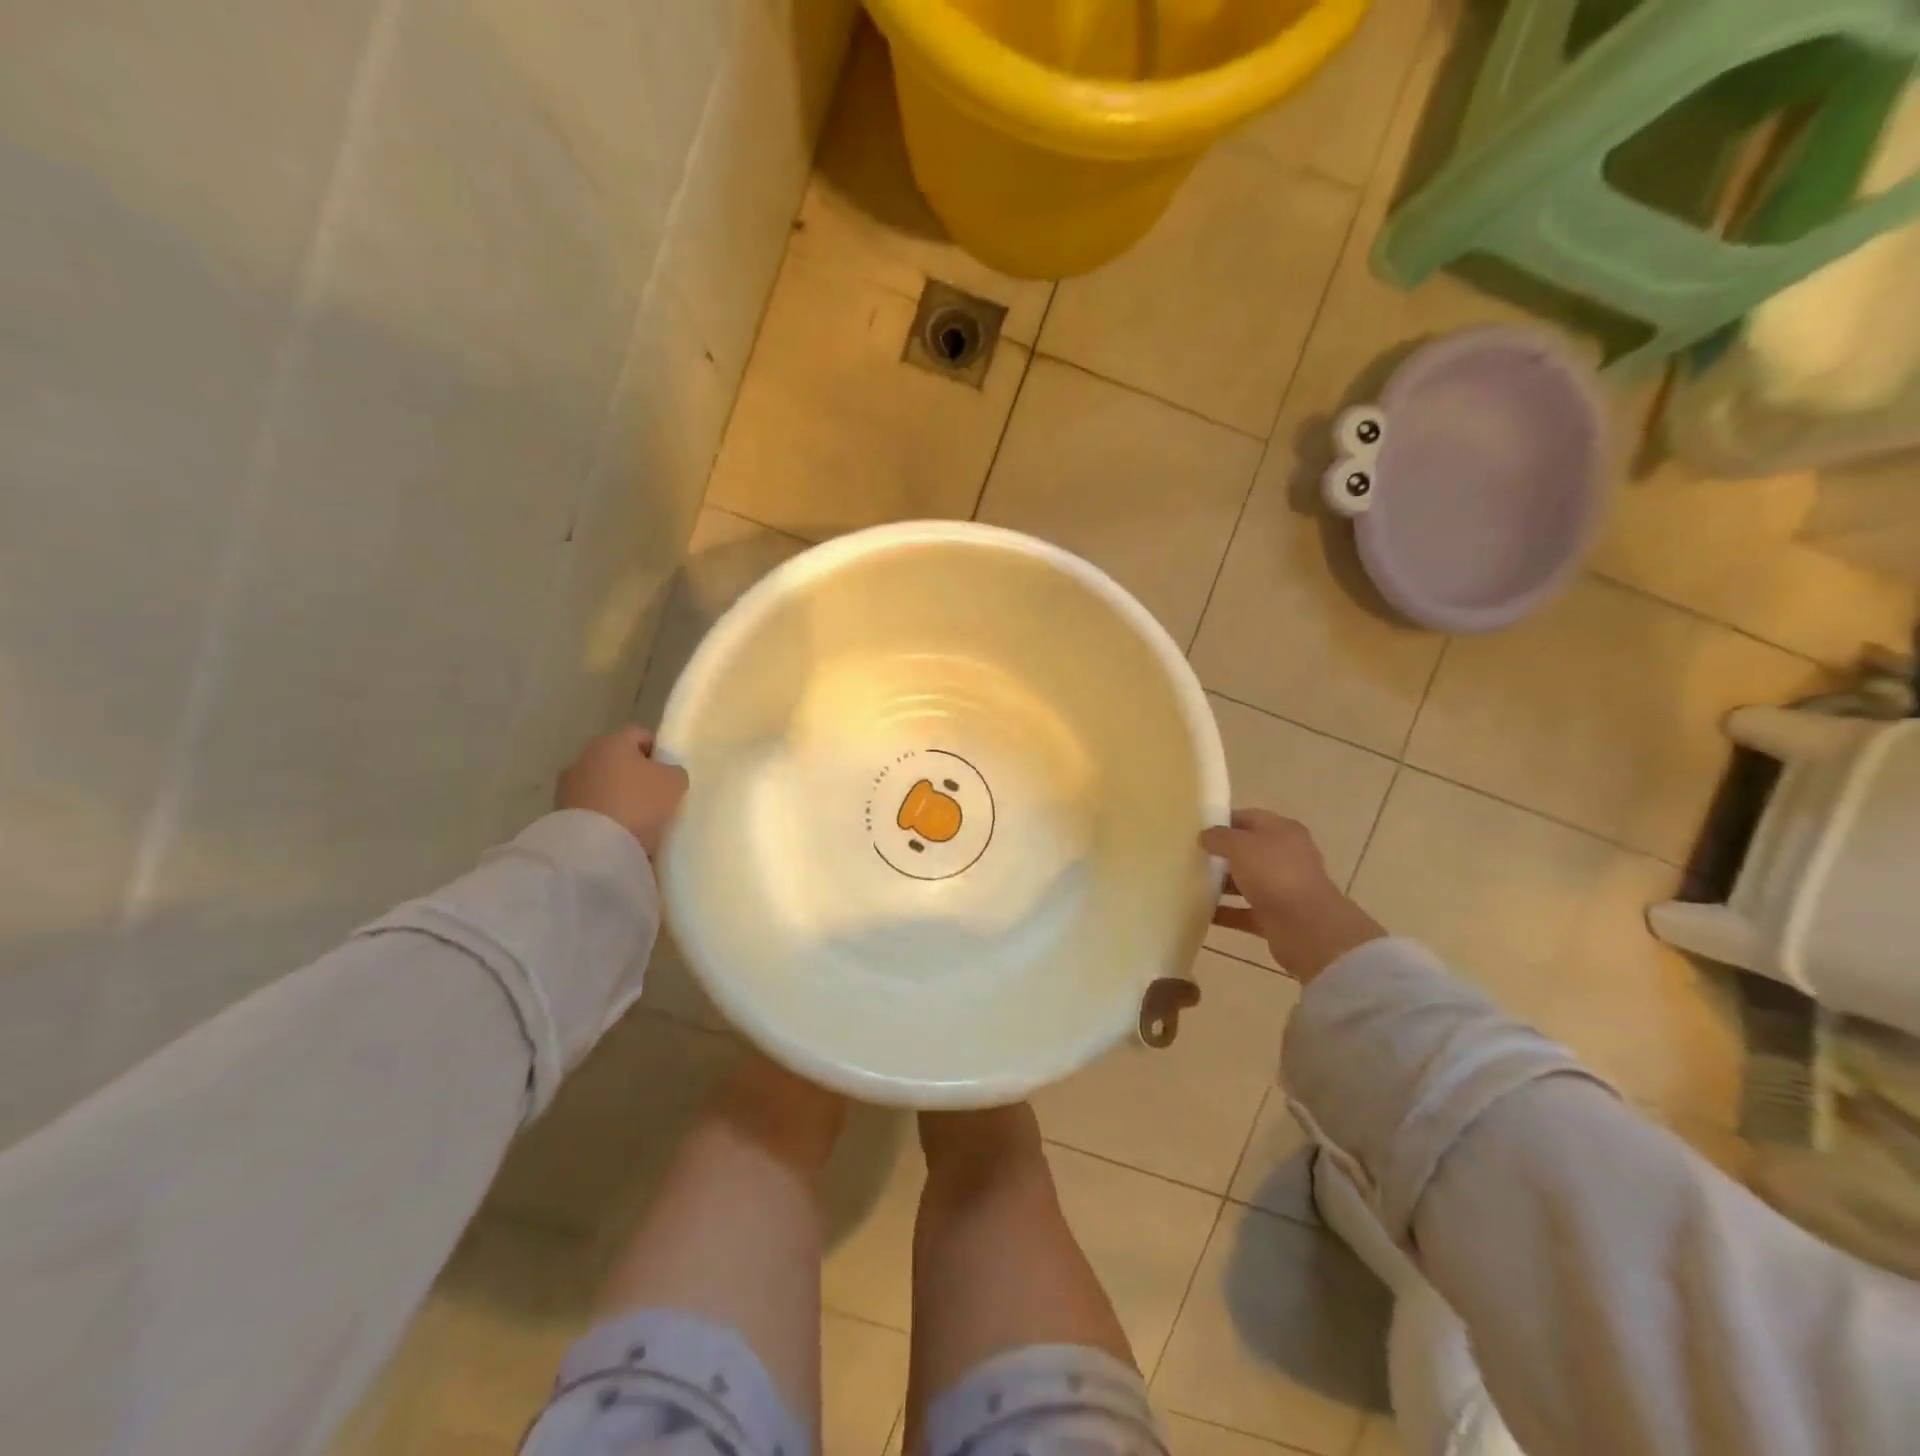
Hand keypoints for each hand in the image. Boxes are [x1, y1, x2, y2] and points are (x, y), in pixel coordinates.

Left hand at [556, 726, 687, 859]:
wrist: (596, 846)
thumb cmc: (639, 802)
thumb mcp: (674, 782)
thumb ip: (674, 771)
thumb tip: (666, 773)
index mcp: (612, 741)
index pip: (640, 734)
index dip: (657, 750)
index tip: (668, 772)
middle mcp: (585, 756)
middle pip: (617, 759)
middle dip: (634, 773)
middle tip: (654, 794)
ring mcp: (568, 785)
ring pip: (601, 783)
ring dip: (615, 794)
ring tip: (635, 817)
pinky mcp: (560, 812)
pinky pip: (590, 807)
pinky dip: (602, 814)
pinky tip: (618, 830)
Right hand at [1201, 809, 1384, 983]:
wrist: (1308, 928)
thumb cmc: (1274, 874)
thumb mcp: (1240, 845)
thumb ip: (1219, 837)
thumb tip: (1205, 836)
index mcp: (1283, 831)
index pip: (1248, 818)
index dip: (1222, 821)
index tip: (1195, 829)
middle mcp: (1285, 857)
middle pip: (1247, 851)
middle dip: (1220, 854)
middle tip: (1189, 856)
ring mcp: (1282, 888)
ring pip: (1246, 882)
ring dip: (1221, 884)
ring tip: (1189, 884)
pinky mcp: (1276, 917)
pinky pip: (1244, 911)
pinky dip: (1226, 912)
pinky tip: (1201, 912)